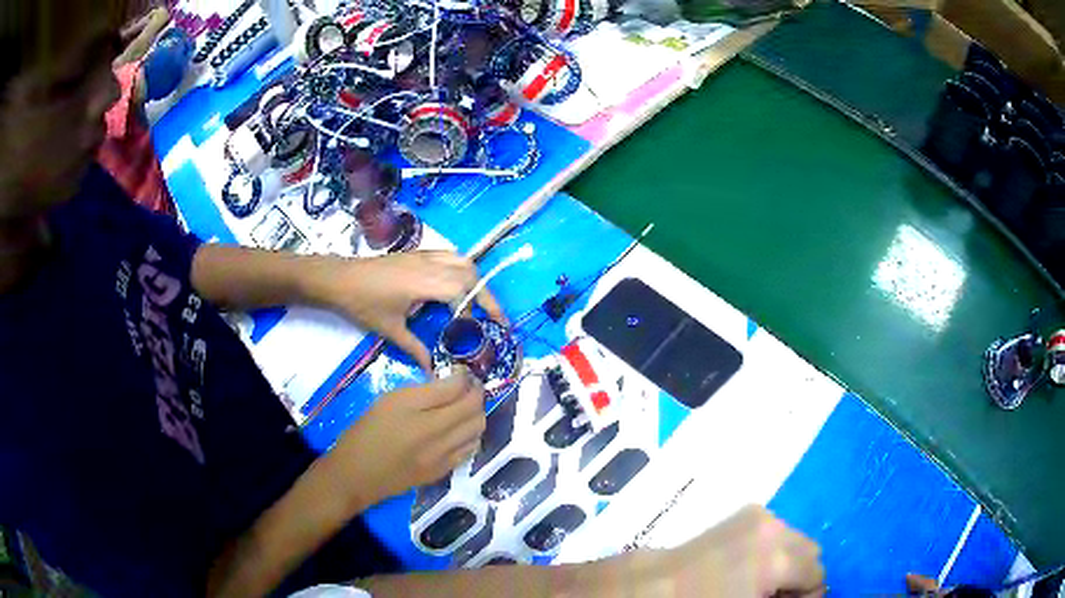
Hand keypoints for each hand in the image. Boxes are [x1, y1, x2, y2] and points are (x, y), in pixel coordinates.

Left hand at [311, 251, 503, 371]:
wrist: (339, 279)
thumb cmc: (363, 304)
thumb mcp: (390, 330)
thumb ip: (416, 349)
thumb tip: (433, 371)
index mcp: (424, 283)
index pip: (463, 290)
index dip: (476, 310)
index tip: (479, 330)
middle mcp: (429, 265)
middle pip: (471, 273)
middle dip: (485, 295)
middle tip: (492, 317)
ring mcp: (424, 255)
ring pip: (463, 260)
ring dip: (475, 279)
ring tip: (477, 301)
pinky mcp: (417, 253)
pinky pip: (449, 255)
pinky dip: (461, 268)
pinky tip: (456, 285)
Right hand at [324, 370, 486, 505]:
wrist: (355, 476)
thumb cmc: (365, 433)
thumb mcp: (388, 401)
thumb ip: (423, 391)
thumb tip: (449, 382)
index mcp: (417, 412)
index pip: (457, 389)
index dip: (464, 376)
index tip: (460, 371)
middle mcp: (435, 436)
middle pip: (474, 409)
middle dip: (475, 393)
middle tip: (466, 386)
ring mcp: (441, 457)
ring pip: (477, 430)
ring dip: (476, 413)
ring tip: (464, 407)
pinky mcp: (441, 472)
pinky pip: (469, 449)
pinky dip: (470, 434)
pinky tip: (459, 429)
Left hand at [649, 506, 824, 596]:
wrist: (658, 586)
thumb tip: (806, 595)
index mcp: (778, 556)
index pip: (818, 573)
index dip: (809, 595)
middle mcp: (774, 527)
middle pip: (811, 551)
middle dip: (800, 576)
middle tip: (776, 597)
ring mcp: (758, 515)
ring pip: (794, 539)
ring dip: (787, 562)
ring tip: (762, 584)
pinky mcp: (744, 513)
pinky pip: (774, 532)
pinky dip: (772, 549)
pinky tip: (750, 568)